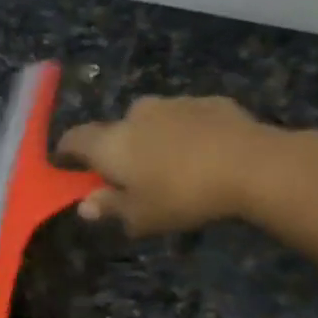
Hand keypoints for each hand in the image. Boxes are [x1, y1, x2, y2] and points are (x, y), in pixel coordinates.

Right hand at [56, 96, 317, 236]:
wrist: (251, 165)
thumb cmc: (182, 196)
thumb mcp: (140, 216)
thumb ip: (110, 208)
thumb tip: (85, 205)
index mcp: (112, 143)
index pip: (75, 139)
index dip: (66, 152)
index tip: (66, 165)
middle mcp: (136, 114)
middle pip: (116, 131)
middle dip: (119, 150)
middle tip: (132, 178)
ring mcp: (174, 103)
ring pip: (152, 122)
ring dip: (154, 141)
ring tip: (172, 168)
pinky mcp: (209, 101)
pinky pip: (186, 119)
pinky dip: (185, 134)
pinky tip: (203, 156)